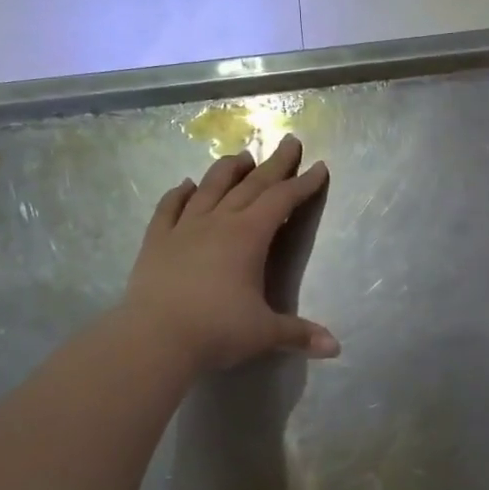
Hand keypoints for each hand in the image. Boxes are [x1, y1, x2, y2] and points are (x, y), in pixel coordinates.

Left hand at [122, 135, 337, 371]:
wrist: (153, 339)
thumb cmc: (215, 330)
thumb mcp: (264, 333)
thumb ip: (299, 334)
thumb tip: (335, 348)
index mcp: (248, 236)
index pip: (282, 200)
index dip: (303, 184)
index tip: (319, 167)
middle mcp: (218, 222)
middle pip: (251, 185)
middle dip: (274, 164)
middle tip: (289, 141)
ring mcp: (184, 229)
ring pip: (209, 188)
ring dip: (228, 170)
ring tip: (240, 157)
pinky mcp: (156, 241)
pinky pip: (169, 209)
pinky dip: (178, 194)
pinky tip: (184, 185)